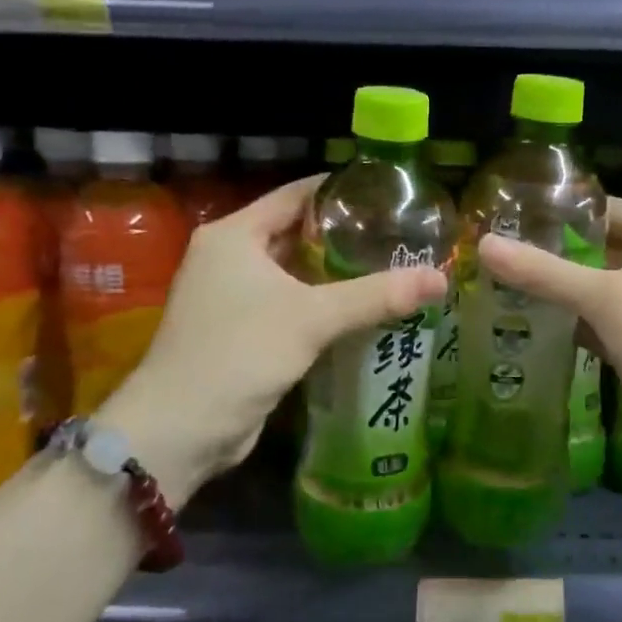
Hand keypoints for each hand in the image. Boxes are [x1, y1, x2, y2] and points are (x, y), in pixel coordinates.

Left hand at [99, 177, 445, 494]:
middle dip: (345, 235)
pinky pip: (291, 303)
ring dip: (336, 272)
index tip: (388, 194)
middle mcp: (229, 256)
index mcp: (235, 234)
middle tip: (399, 235)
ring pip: (295, 272)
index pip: (296, 195)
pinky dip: (323, 303)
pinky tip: (364, 308)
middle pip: (297, 232)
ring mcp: (232, 296)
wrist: (180, 430)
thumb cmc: (239, 353)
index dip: (341, 192)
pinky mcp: (242, 330)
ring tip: (392, 266)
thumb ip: (376, 295)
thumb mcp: (312, 318)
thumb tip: (440, 278)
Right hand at [478, 198, 621, 470]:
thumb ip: (544, 272)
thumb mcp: (606, 297)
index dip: (566, 209)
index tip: (515, 211)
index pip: (610, 210)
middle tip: (500, 249)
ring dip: (558, 290)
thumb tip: (484, 244)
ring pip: (596, 290)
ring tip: (502, 280)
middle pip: (600, 250)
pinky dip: (568, 323)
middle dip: (554, 253)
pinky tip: (526, 321)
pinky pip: (597, 325)